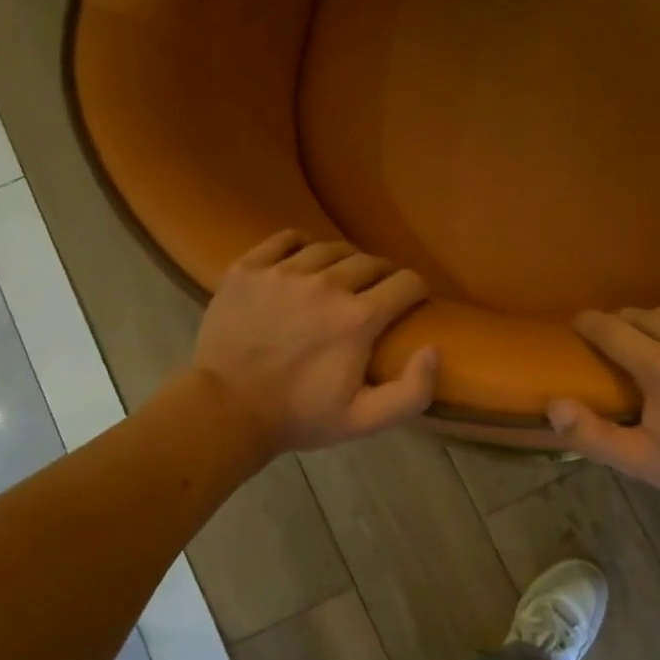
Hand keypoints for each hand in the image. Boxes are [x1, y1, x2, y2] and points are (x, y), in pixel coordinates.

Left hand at [193, 230, 439, 453]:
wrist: (226, 410)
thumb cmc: (299, 417)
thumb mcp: (365, 420)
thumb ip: (412, 392)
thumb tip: (433, 350)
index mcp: (357, 318)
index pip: (406, 283)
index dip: (417, 291)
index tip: (413, 303)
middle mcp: (326, 284)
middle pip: (371, 261)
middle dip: (384, 276)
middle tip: (378, 294)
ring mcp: (283, 272)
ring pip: (330, 248)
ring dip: (346, 261)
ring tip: (342, 279)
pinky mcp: (248, 269)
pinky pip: (285, 239)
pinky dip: (302, 244)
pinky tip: (304, 261)